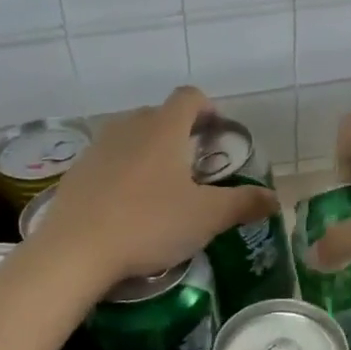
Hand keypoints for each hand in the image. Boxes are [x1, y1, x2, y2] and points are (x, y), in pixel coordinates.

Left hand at [30, 87, 274, 284]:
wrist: (74, 252)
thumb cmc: (149, 224)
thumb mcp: (206, 217)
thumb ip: (243, 204)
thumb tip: (275, 199)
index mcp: (164, 128)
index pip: (190, 97)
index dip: (208, 108)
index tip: (217, 133)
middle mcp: (130, 127)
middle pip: (160, 115)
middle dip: (180, 132)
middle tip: (194, 166)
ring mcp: (98, 147)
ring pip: (131, 136)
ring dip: (149, 151)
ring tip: (160, 187)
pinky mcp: (76, 172)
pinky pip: (107, 160)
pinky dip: (122, 171)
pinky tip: (127, 206)